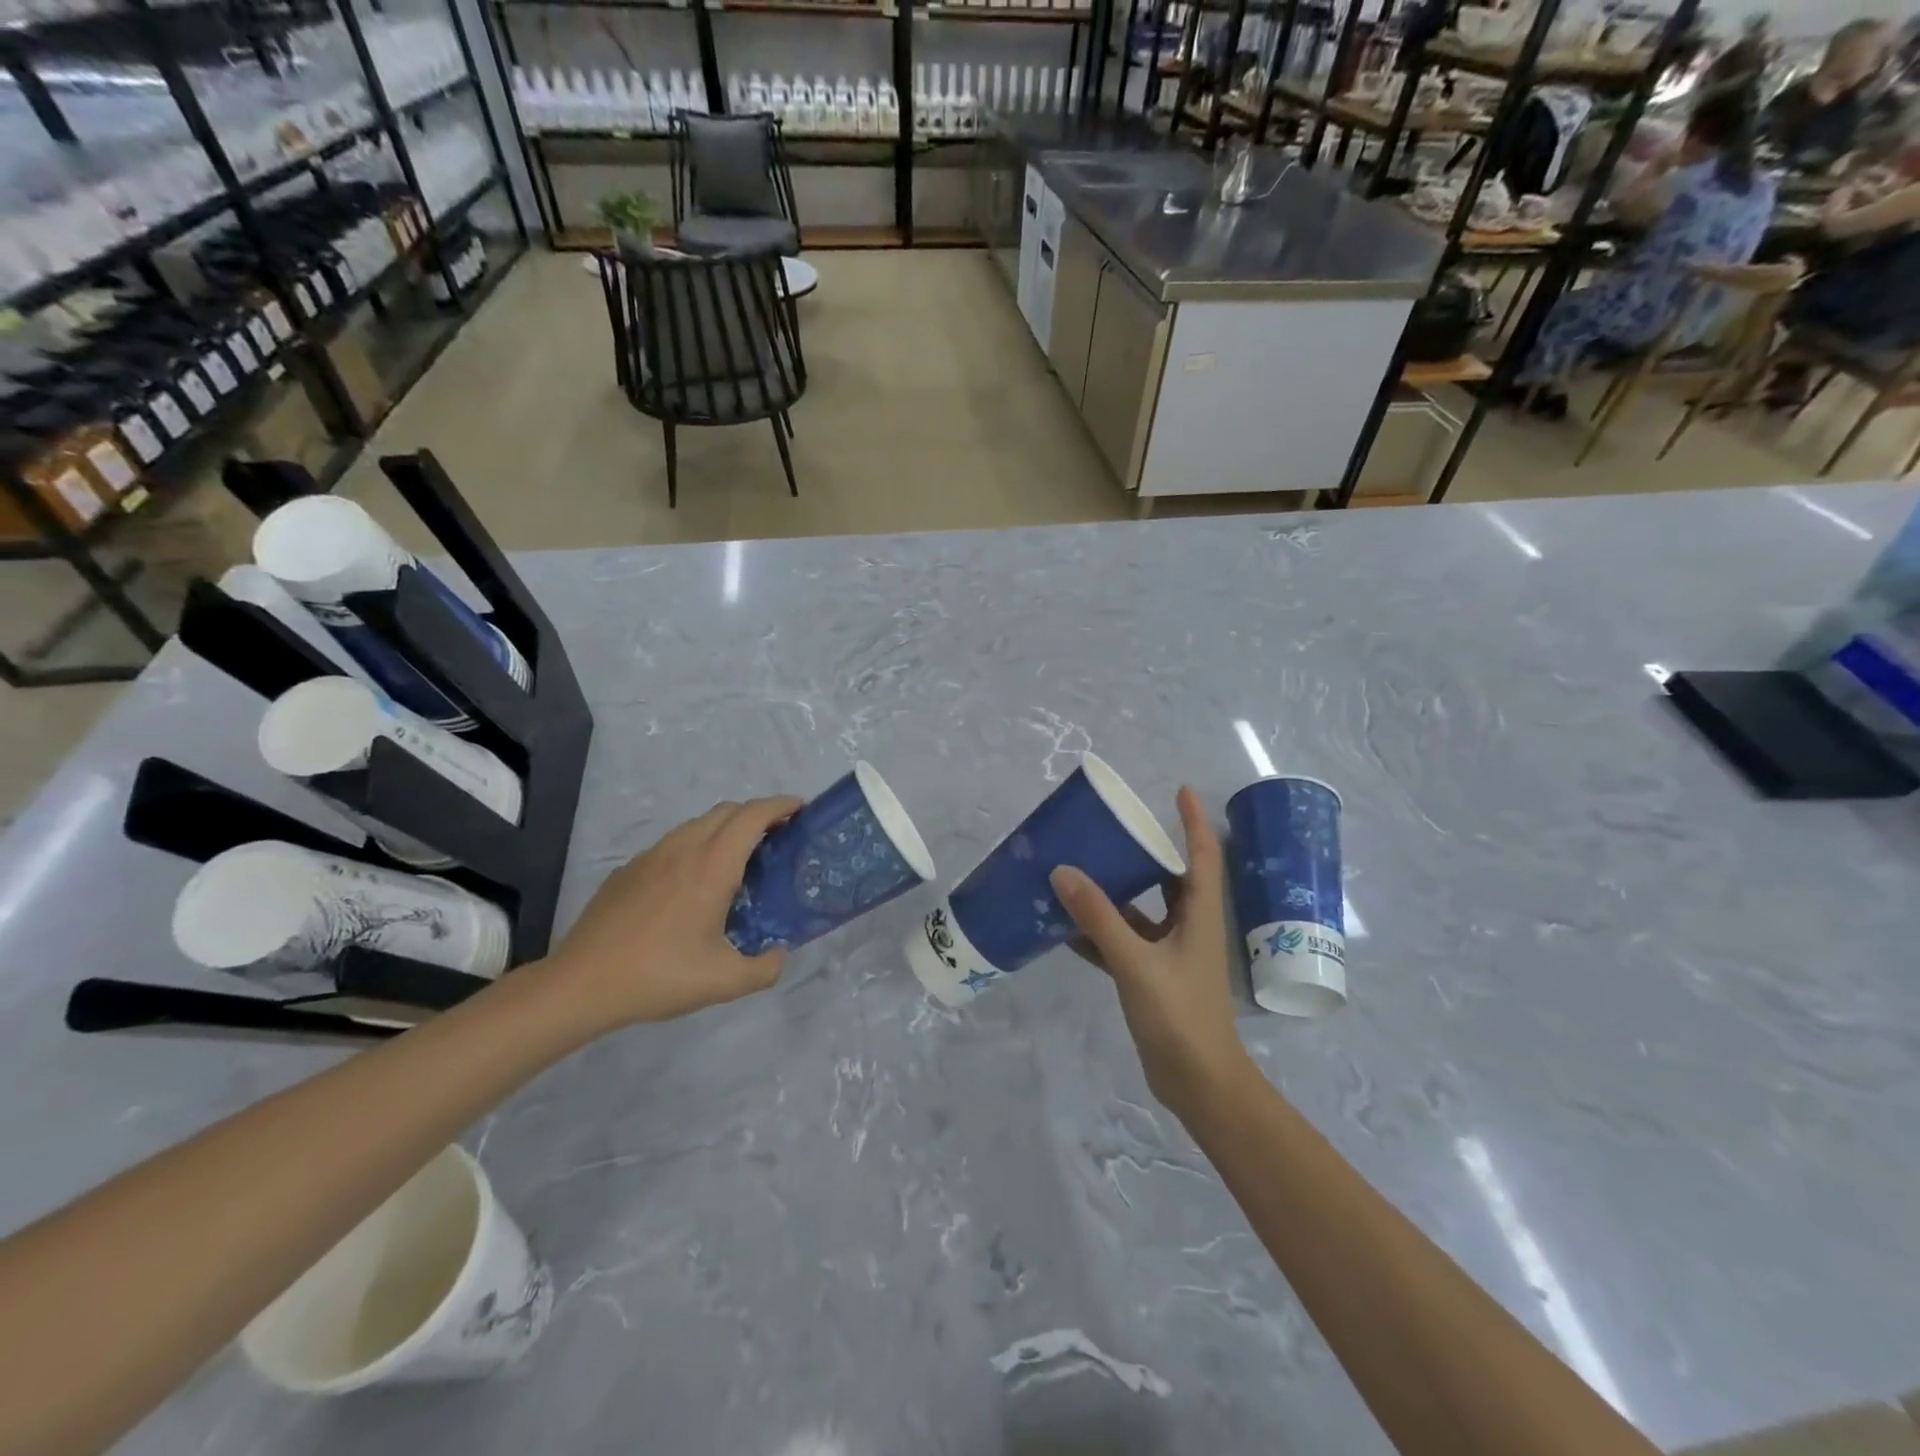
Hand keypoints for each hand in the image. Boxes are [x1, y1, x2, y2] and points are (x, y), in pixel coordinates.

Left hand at [543, 796, 802, 1030]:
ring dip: (725, 828)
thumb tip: (779, 955)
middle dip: (757, 813)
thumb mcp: (725, 982)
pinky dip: (696, 846)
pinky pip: (673, 843)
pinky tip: (693, 883)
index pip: (752, 816)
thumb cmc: (658, 976)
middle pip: (727, 810)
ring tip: (738, 859)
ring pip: (697, 824)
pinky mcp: (628, 870)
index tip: (800, 810)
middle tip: (777, 837)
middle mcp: (683, 850)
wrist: (581, 984)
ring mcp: (651, 856)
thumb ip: (765, 968)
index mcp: (711, 867)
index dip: (780, 805)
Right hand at [1050, 786, 1254, 1123]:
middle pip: (1168, 877)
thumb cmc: (1180, 1015)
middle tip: (1110, 828)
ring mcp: (1170, 953)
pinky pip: (1123, 942)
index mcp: (1200, 914)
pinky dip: (1099, 933)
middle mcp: (1188, 926)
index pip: (1202, 854)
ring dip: (1114, 893)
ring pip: (1141, 910)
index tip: (1179, 790)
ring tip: (1079, 869)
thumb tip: (1063, 871)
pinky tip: (1066, 926)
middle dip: (1143, 851)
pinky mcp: (1152, 976)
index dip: (1193, 820)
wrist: (1198, 1083)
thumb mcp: (1136, 962)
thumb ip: (1099, 918)